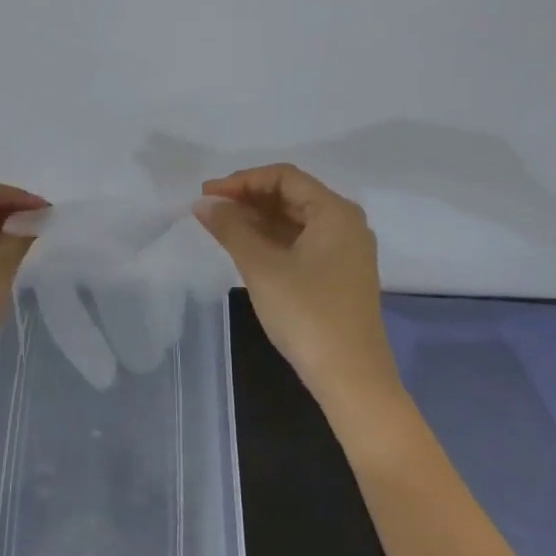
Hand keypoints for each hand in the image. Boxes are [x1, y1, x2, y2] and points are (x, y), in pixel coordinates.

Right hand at [195, 164, 400, 415]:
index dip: (243, 180)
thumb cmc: (307, 314)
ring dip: (259, 218)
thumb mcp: (262, 267)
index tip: (208, 194)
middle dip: (249, 197)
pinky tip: (246, 247)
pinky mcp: (340, 274)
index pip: (284, 177)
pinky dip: (273, 239)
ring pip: (296, 219)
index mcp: (335, 211)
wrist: (352, 379)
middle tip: (210, 209)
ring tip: (221, 226)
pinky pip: (303, 241)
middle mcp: (346, 223)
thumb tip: (204, 203)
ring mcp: (346, 250)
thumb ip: (231, 228)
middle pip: (292, 195)